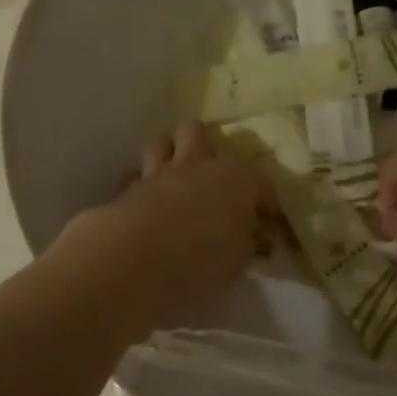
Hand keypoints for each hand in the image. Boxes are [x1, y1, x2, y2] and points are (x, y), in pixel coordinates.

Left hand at [56, 121, 277, 323]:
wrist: (136, 259)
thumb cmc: (202, 260)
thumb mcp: (239, 262)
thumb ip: (247, 242)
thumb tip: (252, 235)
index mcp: (237, 178)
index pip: (261, 182)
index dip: (267, 204)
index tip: (267, 225)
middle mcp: (199, 164)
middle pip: (198, 133)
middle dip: (205, 148)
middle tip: (212, 179)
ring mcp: (160, 172)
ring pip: (163, 143)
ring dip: (170, 155)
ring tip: (177, 179)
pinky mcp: (129, 188)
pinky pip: (136, 175)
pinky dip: (142, 184)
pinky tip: (146, 202)